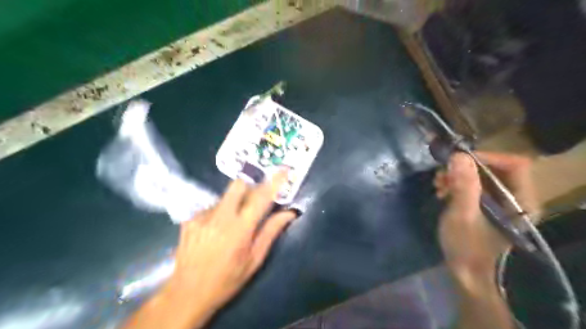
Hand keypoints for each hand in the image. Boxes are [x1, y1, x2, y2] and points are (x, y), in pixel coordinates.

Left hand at [169, 170, 297, 310]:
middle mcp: (220, 217)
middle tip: (254, 200)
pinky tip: (215, 232)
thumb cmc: (227, 280)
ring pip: (225, 196)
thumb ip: (271, 232)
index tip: (284, 169)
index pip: (261, 197)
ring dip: (234, 204)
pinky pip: (211, 207)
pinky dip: (219, 213)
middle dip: (251, 185)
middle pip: (238, 185)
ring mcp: (201, 216)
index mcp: (240, 229)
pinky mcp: (189, 219)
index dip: (274, 181)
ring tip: (231, 227)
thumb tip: (290, 213)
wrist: (187, 293)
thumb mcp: (254, 260)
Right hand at [435, 151, 539, 282]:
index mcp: (521, 202)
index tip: (458, 161)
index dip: (487, 157)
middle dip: (465, 168)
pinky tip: (442, 192)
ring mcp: (500, 203)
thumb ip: (464, 186)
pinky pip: (473, 187)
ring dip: (457, 176)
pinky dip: (456, 185)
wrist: (466, 274)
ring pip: (481, 177)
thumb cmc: (467, 247)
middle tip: (442, 174)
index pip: (514, 164)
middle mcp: (515, 199)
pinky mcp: (486, 207)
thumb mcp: (462, 215)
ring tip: (438, 184)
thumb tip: (458, 156)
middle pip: (495, 169)